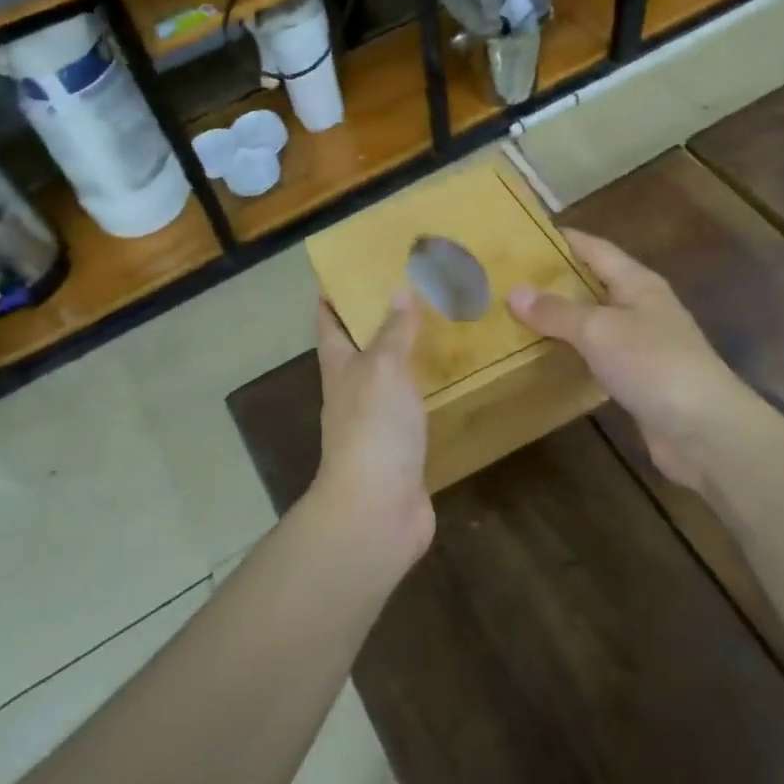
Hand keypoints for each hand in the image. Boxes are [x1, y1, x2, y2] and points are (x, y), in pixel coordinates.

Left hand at [313, 291, 433, 566]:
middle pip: (361, 350)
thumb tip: (400, 290)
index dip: (333, 298)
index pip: (329, 325)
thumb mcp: (383, 368)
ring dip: (408, 357)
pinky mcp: (403, 450)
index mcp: (340, 369)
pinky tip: (454, 382)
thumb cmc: (373, 428)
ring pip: (391, 380)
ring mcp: (377, 424)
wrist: (377, 510)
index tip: (347, 272)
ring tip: (440, 329)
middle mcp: (354, 393)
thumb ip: (394, 332)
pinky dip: (430, 392)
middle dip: (378, 323)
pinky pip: (417, 411)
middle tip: (414, 291)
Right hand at [509, 230, 758, 492]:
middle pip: (594, 284)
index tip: (525, 235)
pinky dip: (574, 353)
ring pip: (595, 322)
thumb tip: (515, 291)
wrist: (705, 431)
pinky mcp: (639, 381)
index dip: (563, 239)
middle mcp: (642, 308)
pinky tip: (546, 358)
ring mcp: (643, 346)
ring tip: (518, 316)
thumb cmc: (654, 364)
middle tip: (509, 279)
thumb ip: (557, 311)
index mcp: (638, 283)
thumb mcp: (599, 330)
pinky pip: (598, 357)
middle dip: (556, 280)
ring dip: (563, 319)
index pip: (595, 248)